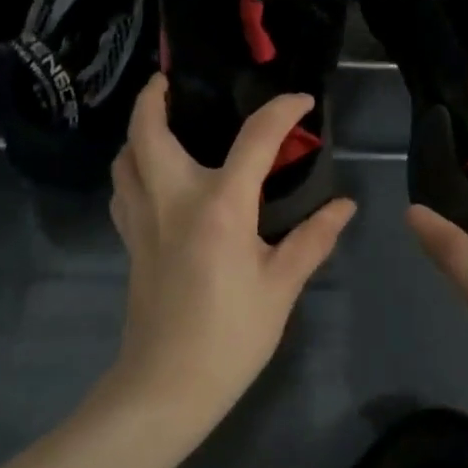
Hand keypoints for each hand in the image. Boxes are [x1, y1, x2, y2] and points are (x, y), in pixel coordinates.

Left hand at [107, 75, 357, 431]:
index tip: (301, 101)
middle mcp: (172, 199)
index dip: (282, 111)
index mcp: (219, 205)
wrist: (167, 385)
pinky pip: (122, 189)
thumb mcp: (282, 287)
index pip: (255, 138)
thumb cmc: (231, 335)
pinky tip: (153, 179)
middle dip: (153, 97)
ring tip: (161, 124)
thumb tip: (344, 206)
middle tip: (172, 82)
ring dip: (138, 131)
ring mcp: (142, 219)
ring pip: (125, 158)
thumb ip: (312, 239)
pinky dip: (132, 169)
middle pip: (147, 131)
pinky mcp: (129, 242)